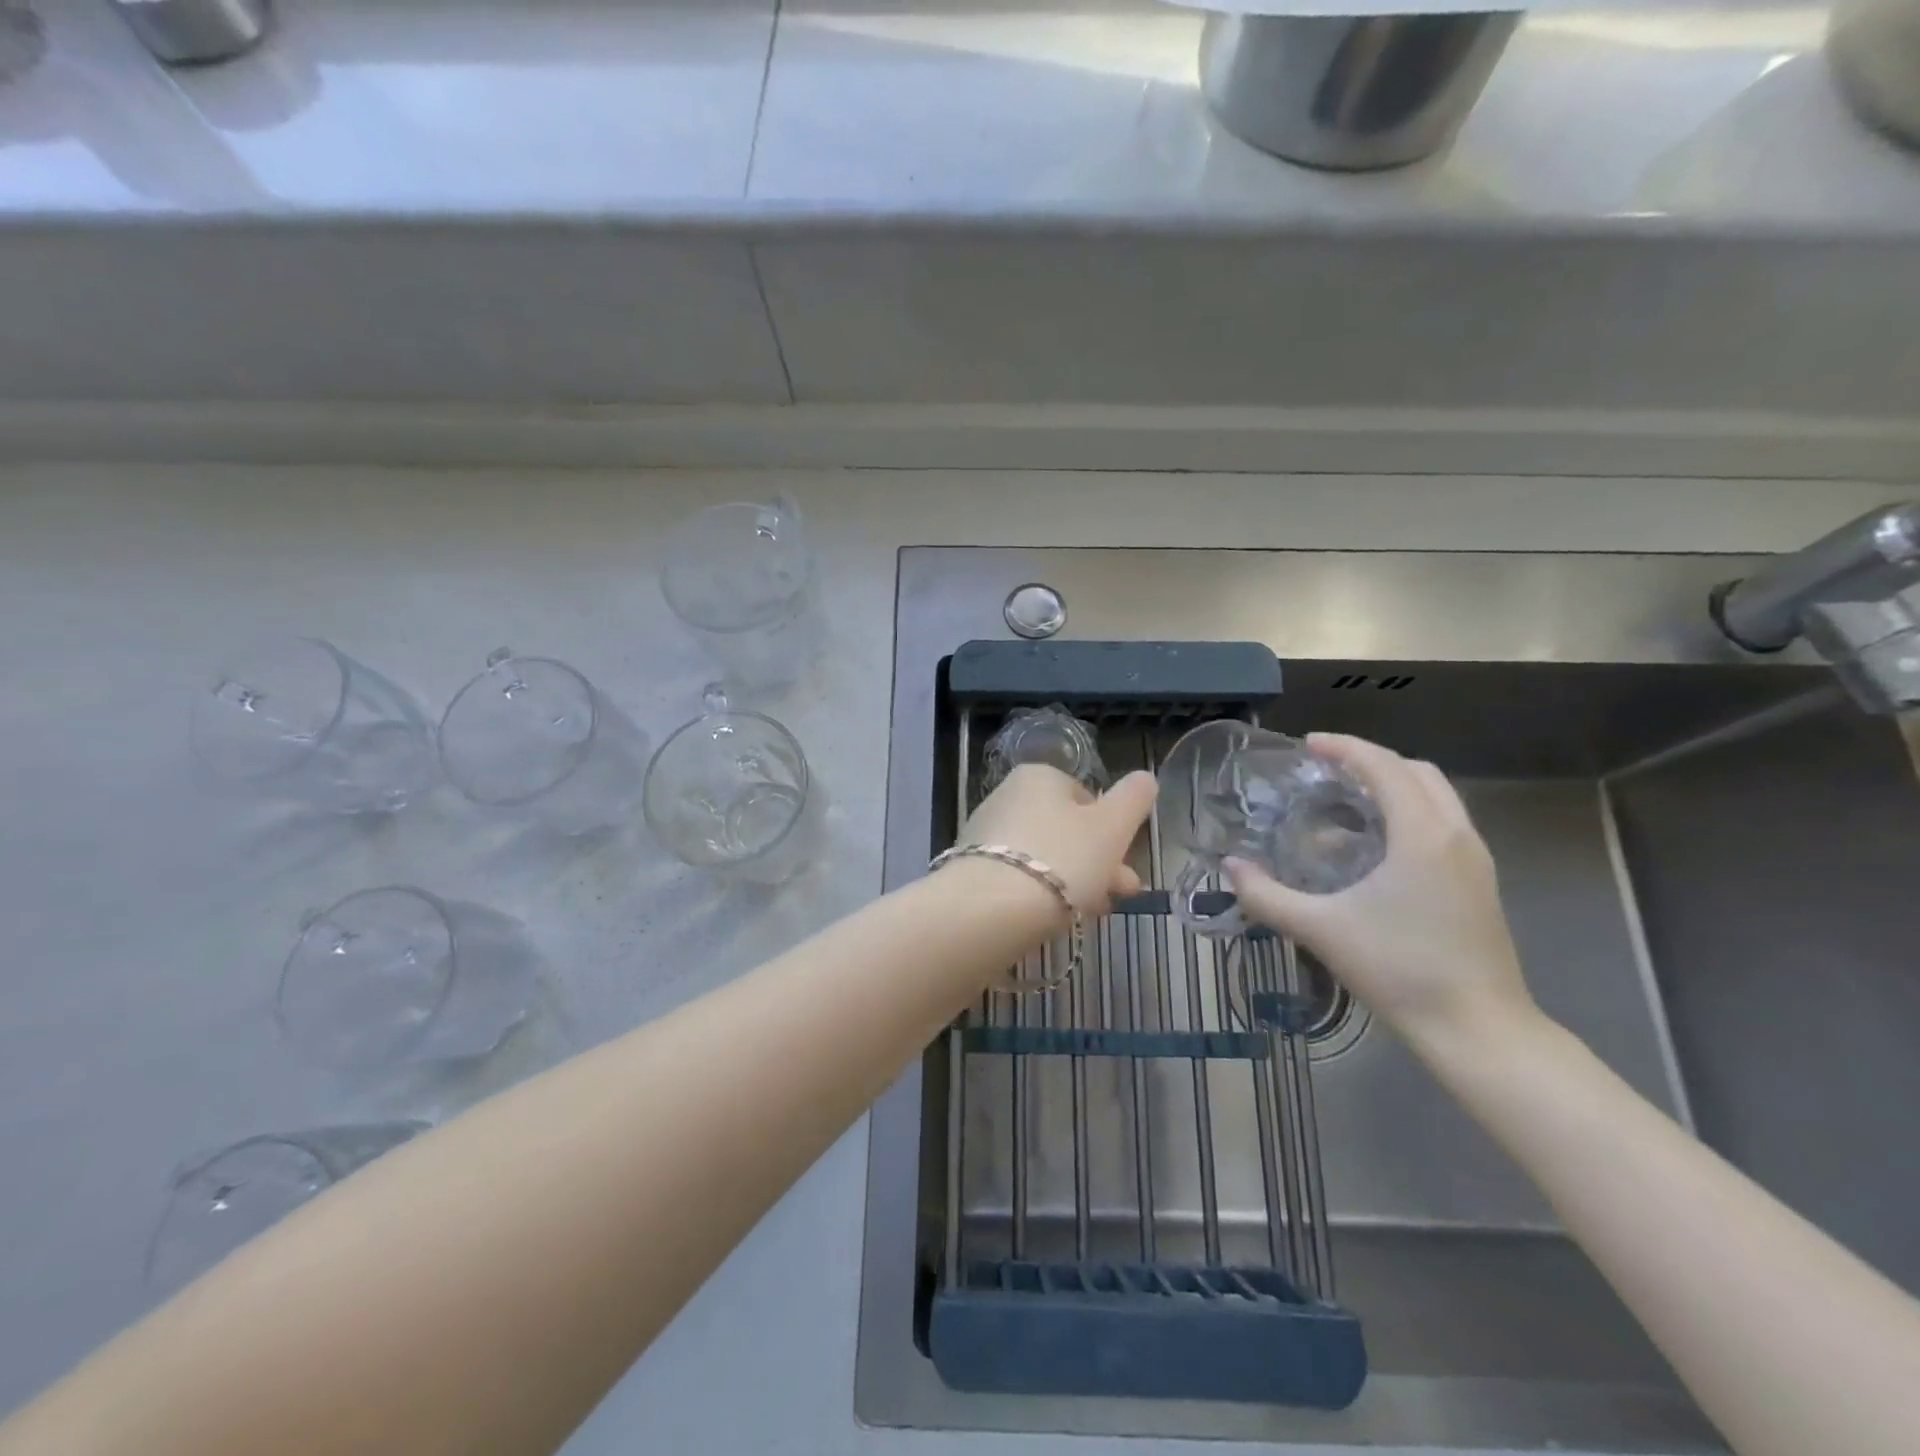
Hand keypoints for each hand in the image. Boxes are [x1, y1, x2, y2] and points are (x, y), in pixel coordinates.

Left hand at [949, 764, 1155, 916]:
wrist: (991, 907)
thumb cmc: (1062, 858)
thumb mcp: (1113, 827)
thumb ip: (1133, 799)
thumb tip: (1144, 778)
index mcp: (1040, 776)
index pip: (1086, 798)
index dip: (1112, 832)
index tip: (1127, 865)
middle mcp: (1008, 796)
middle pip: (1065, 831)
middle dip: (1099, 863)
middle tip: (1121, 895)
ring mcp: (986, 833)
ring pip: (1044, 856)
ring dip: (1074, 882)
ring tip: (1093, 915)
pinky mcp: (971, 869)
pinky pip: (1018, 878)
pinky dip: (1039, 893)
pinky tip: (1053, 918)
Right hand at [1224, 734, 1538, 1053]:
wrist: (1479, 1030)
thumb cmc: (1399, 970)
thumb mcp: (1321, 930)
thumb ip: (1267, 895)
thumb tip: (1230, 867)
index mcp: (1422, 835)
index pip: (1383, 766)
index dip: (1344, 748)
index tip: (1307, 745)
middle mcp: (1456, 835)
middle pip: (1417, 771)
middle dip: (1371, 761)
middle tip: (1326, 771)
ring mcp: (1475, 859)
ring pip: (1436, 797)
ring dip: (1393, 786)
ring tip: (1345, 803)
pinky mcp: (1480, 882)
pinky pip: (1443, 823)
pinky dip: (1409, 813)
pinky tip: (1372, 847)